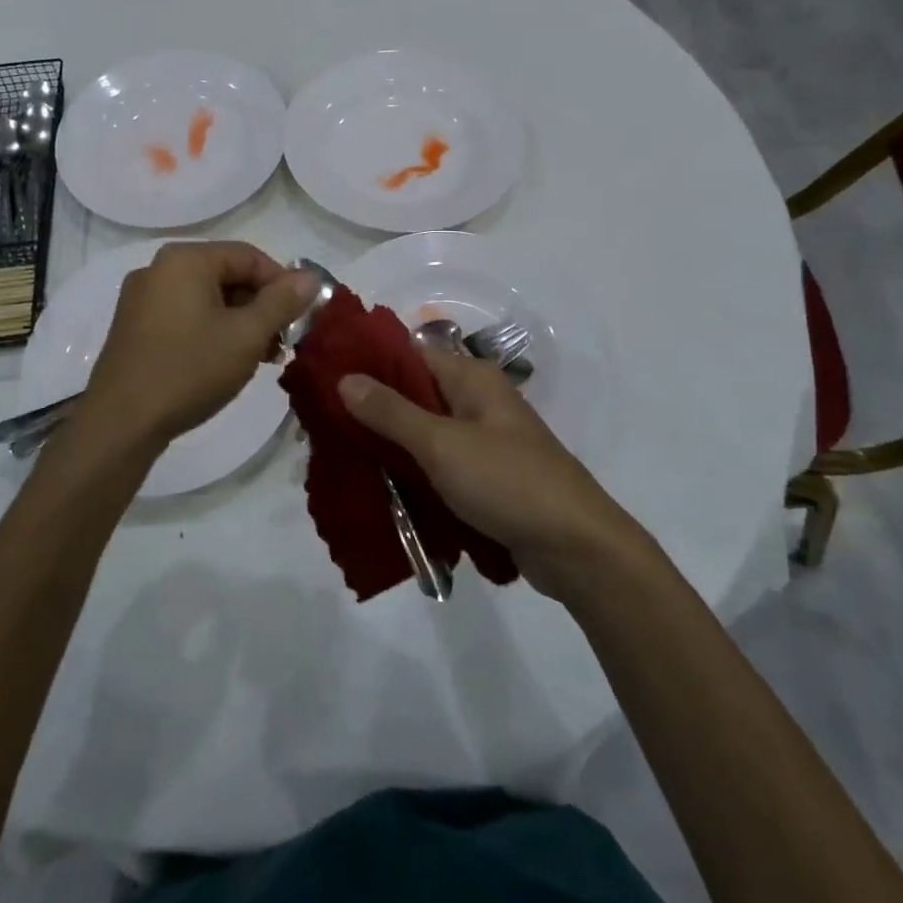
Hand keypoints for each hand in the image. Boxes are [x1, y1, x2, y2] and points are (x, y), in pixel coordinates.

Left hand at [79, 242, 316, 448]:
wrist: (121, 422)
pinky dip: (212, 331)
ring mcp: (142, 298)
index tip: (301, 318)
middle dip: (261, 307)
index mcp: (186, 260)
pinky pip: (185, 316)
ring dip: (240, 323)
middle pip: (227, 275)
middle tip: (282, 343)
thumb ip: (282, 302)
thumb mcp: (246, 336)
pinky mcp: (134, 327)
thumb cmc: (190, 369)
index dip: (282, 284)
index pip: (250, 256)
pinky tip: (226, 362)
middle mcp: (159, 269)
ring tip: (261, 358)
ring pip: (207, 299)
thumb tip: (310, 276)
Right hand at [339, 350, 637, 597]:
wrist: (576, 547)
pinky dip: (413, 472)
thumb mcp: (441, 444)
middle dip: (373, 410)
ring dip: (391, 445)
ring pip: (424, 433)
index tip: (325, 380)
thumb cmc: (507, 481)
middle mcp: (478, 402)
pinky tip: (380, 485)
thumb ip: (391, 412)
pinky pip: (438, 465)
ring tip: (342, 456)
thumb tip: (345, 378)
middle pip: (415, 395)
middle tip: (325, 425)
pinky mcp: (485, 478)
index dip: (369, 364)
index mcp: (472, 379)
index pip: (410, 355)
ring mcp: (483, 441)